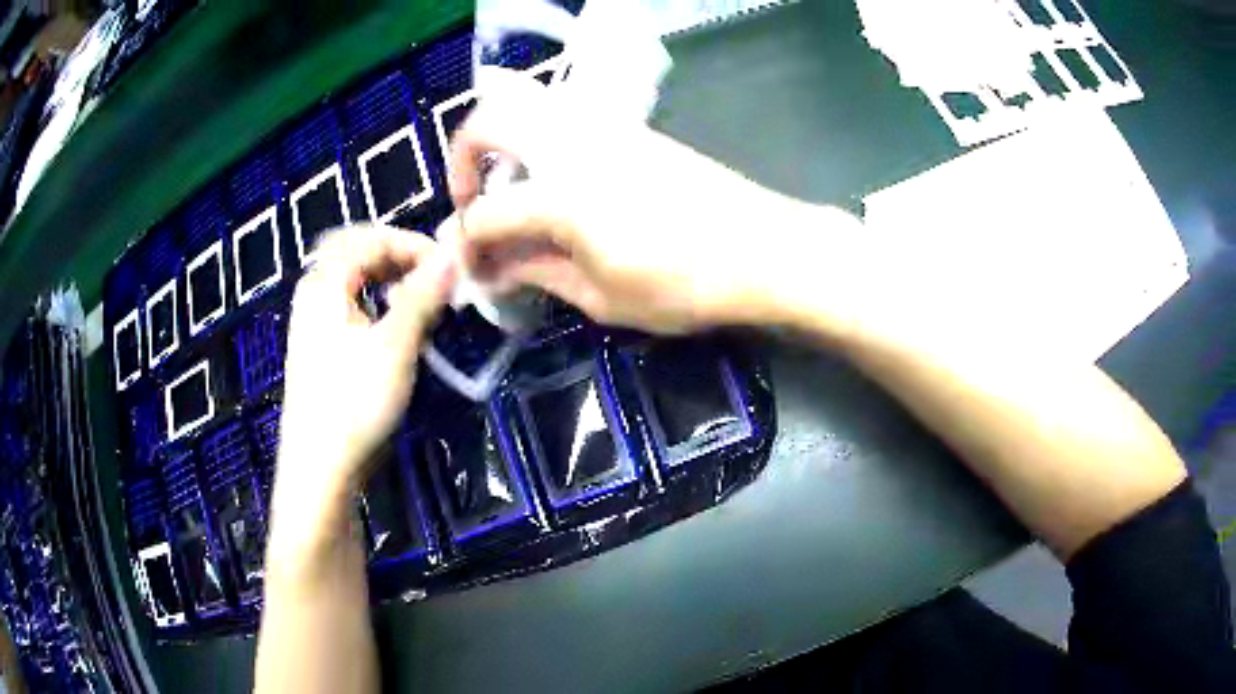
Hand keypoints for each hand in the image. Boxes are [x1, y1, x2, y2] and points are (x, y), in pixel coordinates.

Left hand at [277, 225, 454, 504]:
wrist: (321, 467)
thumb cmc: (354, 402)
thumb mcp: (394, 346)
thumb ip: (422, 295)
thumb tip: (453, 255)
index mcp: (324, 284)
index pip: (368, 239)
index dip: (410, 243)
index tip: (447, 264)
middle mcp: (314, 295)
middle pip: (356, 254)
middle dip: (398, 257)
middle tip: (433, 276)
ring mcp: (313, 324)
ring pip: (353, 282)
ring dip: (388, 280)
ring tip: (421, 299)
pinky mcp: (321, 350)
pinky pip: (350, 307)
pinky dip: (377, 304)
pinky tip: (396, 327)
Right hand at [441, 68, 861, 333]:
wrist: (764, 248)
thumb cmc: (686, 285)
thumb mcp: (604, 297)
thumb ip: (539, 273)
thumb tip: (494, 267)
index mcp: (559, 195)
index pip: (484, 213)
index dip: (468, 244)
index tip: (474, 270)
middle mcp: (572, 143)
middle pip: (488, 120)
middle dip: (462, 158)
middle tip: (473, 200)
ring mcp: (603, 127)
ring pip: (526, 106)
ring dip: (500, 142)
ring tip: (511, 190)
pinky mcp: (630, 128)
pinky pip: (563, 117)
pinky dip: (538, 140)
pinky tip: (556, 183)